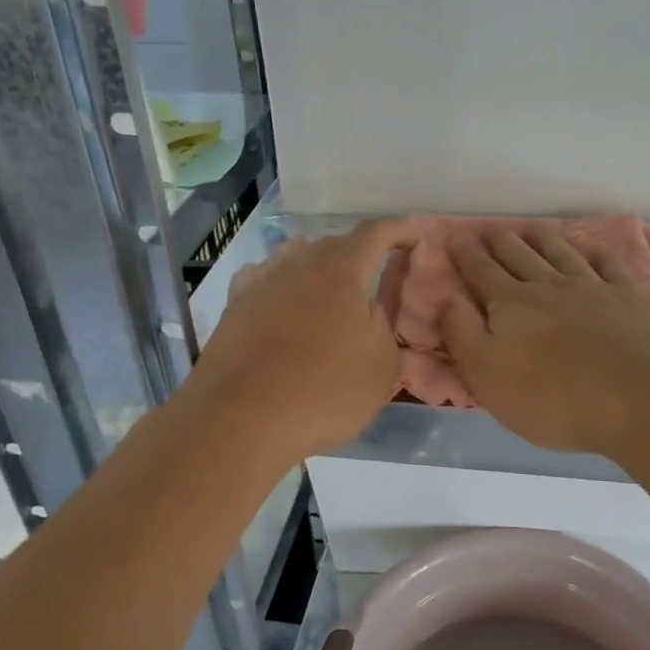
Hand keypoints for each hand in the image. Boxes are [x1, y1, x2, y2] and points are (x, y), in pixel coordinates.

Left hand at [182, 218, 418, 457]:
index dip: (399, 229)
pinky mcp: (234, 305)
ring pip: (297, 258)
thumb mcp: (382, 363)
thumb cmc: (325, 390)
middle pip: (335, 244)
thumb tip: (370, 306)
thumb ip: (384, 323)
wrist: (240, 419)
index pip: (376, 233)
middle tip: (375, 275)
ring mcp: (262, 281)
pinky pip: (264, 278)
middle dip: (359, 253)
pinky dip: (281, 283)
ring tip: (329, 287)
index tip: (415, 236)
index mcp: (342, 270)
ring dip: (318, 267)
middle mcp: (300, 263)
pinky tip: (281, 299)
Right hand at [440, 226, 649, 455]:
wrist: (638, 398)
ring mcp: (593, 287)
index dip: (466, 256)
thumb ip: (461, 333)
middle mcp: (549, 286)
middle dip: (500, 241)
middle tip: (489, 228)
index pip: (482, 272)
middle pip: (519, 256)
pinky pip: (609, 265)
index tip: (456, 239)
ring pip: (561, 253)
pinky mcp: (631, 297)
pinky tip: (592, 247)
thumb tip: (446, 298)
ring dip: (544, 239)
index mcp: (511, 305)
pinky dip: (597, 252)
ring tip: (532, 228)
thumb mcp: (487, 375)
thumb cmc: (553, 397)